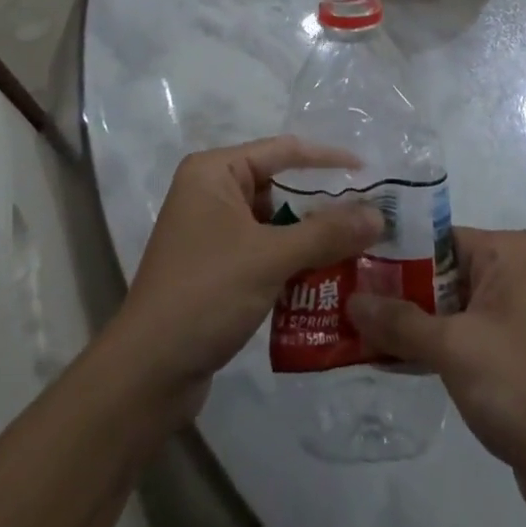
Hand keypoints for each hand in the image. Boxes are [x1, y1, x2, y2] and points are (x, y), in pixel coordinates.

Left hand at [110, 136, 383, 414]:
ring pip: (274, 222)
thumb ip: (326, 233)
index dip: (327, 159)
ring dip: (310, 237)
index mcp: (214, 171)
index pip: (283, 151)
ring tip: (358, 247)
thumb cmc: (205, 294)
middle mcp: (210, 191)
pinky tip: (327, 278)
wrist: (147, 375)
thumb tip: (378, 214)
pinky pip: (264, 250)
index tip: (368, 170)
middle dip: (322, 204)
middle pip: (280, 186)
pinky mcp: (215, 267)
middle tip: (369, 215)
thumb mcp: (270, 258)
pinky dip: (292, 261)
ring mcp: (211, 231)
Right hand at [347, 227, 525, 478]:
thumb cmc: (517, 383)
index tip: (355, 267)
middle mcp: (518, 270)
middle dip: (401, 292)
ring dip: (415, 322)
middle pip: (444, 271)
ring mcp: (519, 311)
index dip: (396, 254)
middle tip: (350, 301)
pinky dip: (436, 344)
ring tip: (363, 330)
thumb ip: (400, 322)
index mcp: (511, 250)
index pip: (440, 237)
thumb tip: (351, 301)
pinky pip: (467, 332)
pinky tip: (396, 358)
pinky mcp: (517, 349)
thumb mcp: (452, 347)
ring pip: (453, 305)